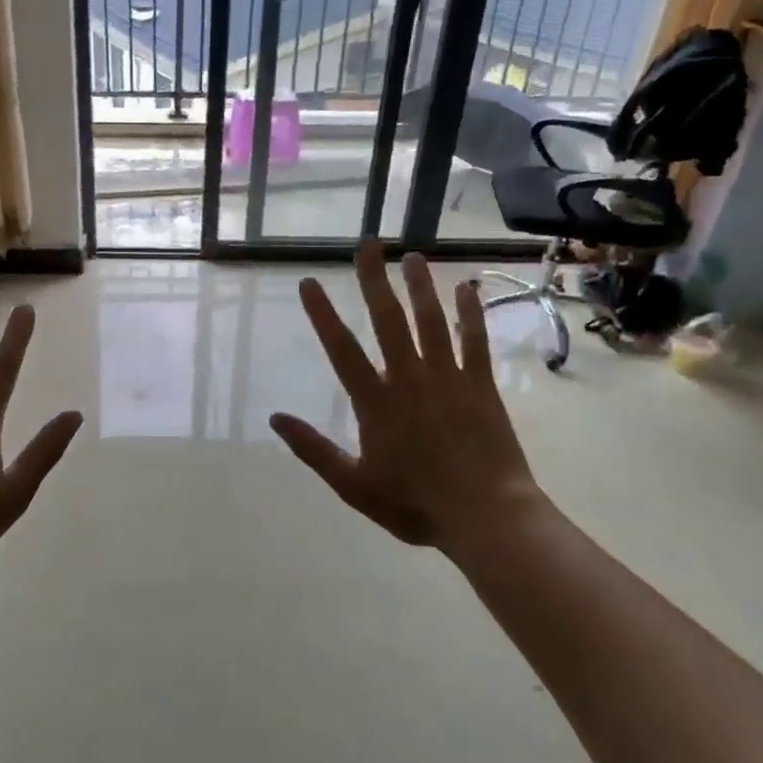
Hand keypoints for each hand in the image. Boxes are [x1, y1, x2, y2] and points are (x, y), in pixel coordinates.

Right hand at [270, 242, 540, 555]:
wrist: (487, 517)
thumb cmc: (416, 505)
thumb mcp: (353, 486)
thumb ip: (314, 450)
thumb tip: (275, 418)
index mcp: (375, 403)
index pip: (341, 349)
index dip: (323, 314)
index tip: (310, 282)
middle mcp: (409, 379)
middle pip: (388, 321)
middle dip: (374, 281)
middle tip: (367, 246)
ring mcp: (448, 378)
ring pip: (431, 321)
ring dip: (419, 287)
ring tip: (411, 256)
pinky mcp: (481, 385)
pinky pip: (474, 341)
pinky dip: (469, 313)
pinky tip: (465, 289)